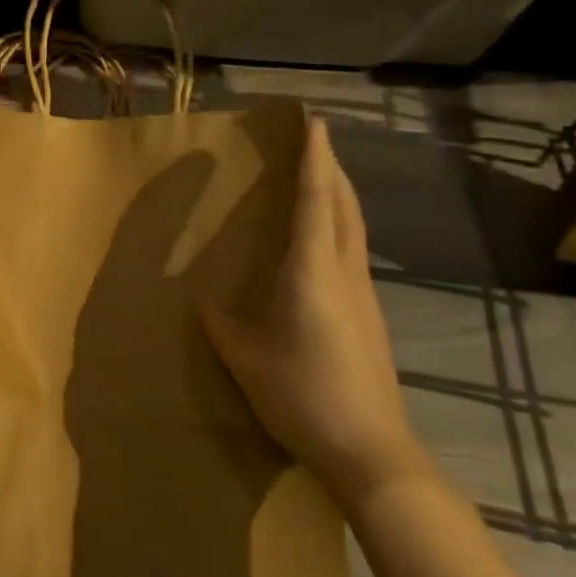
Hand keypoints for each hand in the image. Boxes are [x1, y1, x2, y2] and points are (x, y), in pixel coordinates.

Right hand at [199, 116, 431, 509]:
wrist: (371, 452)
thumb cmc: (302, 396)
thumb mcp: (245, 359)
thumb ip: (222, 325)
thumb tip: (204, 302)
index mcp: (312, 272)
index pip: (316, 202)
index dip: (315, 160)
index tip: (315, 124)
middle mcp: (344, 273)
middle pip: (344, 206)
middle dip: (331, 168)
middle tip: (315, 141)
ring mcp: (364, 296)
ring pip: (354, 228)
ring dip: (338, 195)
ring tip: (319, 178)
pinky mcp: (370, 316)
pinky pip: (353, 251)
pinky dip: (340, 225)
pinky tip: (324, 239)